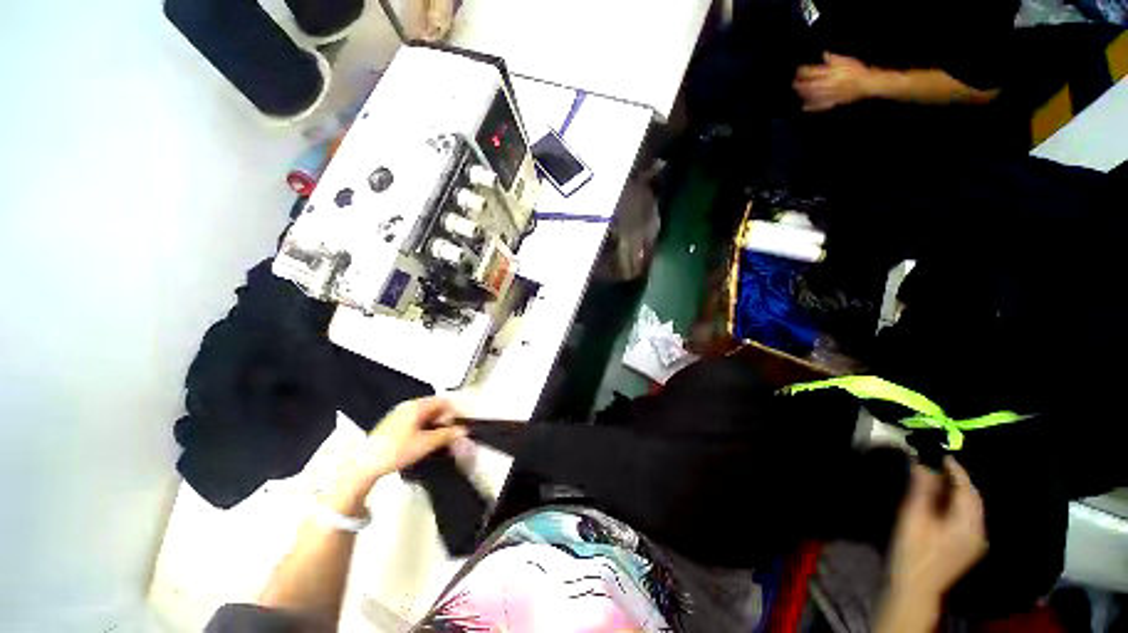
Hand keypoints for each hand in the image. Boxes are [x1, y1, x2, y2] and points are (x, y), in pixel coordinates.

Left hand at [334, 397, 466, 497]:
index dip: (451, 414)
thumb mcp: (426, 444)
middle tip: (445, 437)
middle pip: (434, 407)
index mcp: (417, 406)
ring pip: (425, 415)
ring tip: (433, 442)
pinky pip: (415, 421)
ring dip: (433, 426)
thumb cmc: (394, 452)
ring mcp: (399, 415)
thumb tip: (462, 431)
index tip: (453, 429)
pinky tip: (420, 444)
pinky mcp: (392, 425)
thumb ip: (447, 435)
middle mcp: (408, 406)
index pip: (443, 401)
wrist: (365, 465)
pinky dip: (422, 429)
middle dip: (443, 421)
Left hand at [794, 52, 872, 111]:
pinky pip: (817, 106)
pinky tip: (803, 106)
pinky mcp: (830, 102)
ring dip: (802, 94)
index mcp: (829, 73)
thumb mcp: (846, 60)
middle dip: (799, 84)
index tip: (798, 70)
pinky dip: (809, 107)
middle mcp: (826, 85)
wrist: (866, 84)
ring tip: (798, 92)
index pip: (810, 72)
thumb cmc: (856, 70)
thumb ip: (833, 58)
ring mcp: (827, 95)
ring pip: (810, 96)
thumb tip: (822, 54)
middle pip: (807, 86)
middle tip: (794, 83)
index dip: (802, 71)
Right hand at [889, 457, 987, 601]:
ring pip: (973, 509)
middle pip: (973, 499)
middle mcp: (978, 531)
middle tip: (938, 465)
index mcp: (967, 523)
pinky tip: (943, 503)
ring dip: (959, 492)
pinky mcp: (968, 548)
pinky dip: (958, 505)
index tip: (942, 455)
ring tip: (939, 480)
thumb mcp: (912, 517)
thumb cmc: (911, 550)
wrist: (914, 587)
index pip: (966, 489)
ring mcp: (976, 542)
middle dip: (959, 480)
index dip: (955, 470)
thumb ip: (921, 489)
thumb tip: (922, 463)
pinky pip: (969, 519)